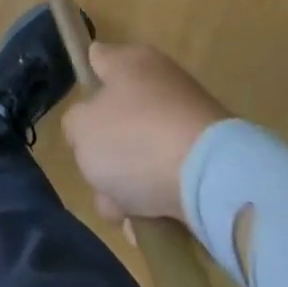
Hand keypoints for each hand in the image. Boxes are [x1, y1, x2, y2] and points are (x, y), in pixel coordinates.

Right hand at [61, 42, 230, 223]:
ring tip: (129, 216)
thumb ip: (75, 126)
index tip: (81, 117)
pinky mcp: (210, 158)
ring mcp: (189, 120)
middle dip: (106, 157)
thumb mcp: (81, 130)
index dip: (85, 84)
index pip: (98, 58)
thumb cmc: (135, 140)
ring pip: (143, 155)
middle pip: (118, 119)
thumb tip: (90, 131)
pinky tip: (154, 227)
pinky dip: (160, 202)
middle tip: (102, 182)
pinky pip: (171, 179)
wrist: (212, 179)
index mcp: (130, 62)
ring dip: (130, 188)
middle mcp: (161, 82)